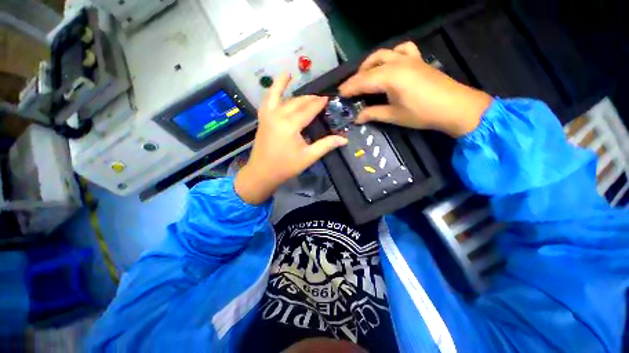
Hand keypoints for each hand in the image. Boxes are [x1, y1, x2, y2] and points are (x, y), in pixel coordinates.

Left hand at [235, 73, 347, 204]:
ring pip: (281, 96)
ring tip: (294, 79)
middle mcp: (278, 115)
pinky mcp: (262, 118)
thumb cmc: (286, 167)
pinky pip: (268, 99)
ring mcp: (268, 115)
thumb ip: (326, 145)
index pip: (309, 109)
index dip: (319, 104)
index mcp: (290, 125)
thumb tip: (344, 139)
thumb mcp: (308, 157)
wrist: (262, 173)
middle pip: (297, 101)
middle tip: (320, 99)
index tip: (328, 99)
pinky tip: (277, 83)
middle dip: (310, 98)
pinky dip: (273, 89)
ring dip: (289, 88)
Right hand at [338, 42, 492, 137]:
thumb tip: (357, 118)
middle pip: (369, 67)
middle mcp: (397, 63)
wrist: (455, 107)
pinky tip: (389, 64)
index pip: (362, 81)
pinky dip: (391, 55)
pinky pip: (401, 49)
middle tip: (349, 90)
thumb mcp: (394, 116)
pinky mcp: (417, 59)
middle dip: (356, 78)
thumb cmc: (422, 114)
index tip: (339, 95)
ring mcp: (409, 58)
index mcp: (390, 77)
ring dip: (369, 64)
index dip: (349, 88)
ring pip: (382, 54)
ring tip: (364, 76)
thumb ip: (373, 114)